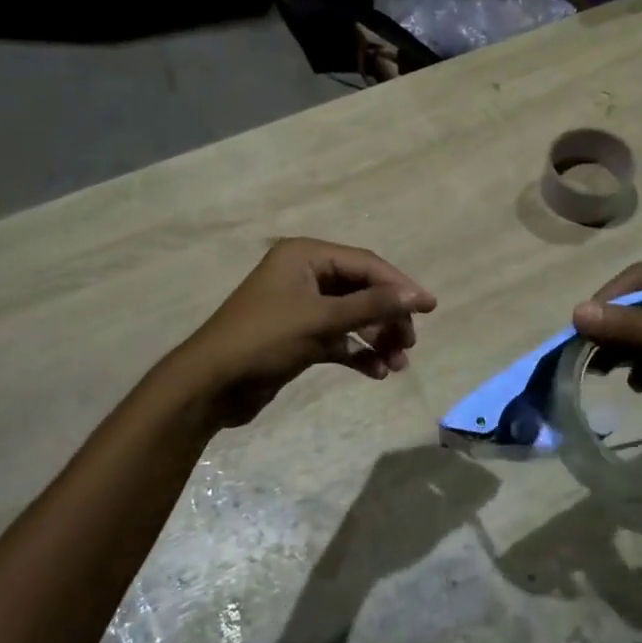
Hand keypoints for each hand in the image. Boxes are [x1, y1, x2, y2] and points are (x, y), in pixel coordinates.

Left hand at [170, 238, 436, 426]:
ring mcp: (302, 307)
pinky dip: (358, 354)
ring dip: (377, 339)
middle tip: (409, 343)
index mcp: (305, 256)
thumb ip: (371, 306)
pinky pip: (339, 339)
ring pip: (353, 317)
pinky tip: (376, 373)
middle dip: (388, 317)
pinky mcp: (299, 337)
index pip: (365, 264)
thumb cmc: (264, 340)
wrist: (210, 385)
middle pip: (362, 290)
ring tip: (397, 365)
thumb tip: (416, 296)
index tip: (430, 307)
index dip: (399, 285)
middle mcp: (305, 275)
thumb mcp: (320, 320)